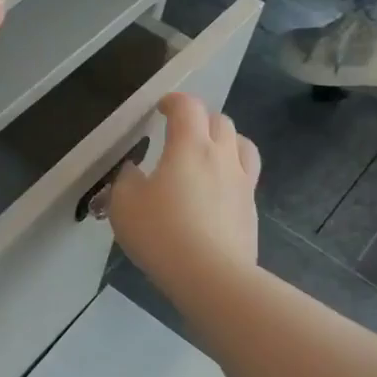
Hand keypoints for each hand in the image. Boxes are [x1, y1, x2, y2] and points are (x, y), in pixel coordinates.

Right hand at [109, 93, 259, 300]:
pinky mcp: (251, 209)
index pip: (188, 107)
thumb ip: (126, 180)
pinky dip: (231, 172)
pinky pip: (245, 176)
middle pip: (219, 120)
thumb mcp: (125, 204)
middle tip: (180, 132)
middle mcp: (222, 156)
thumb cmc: (162, 233)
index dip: (174, 101)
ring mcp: (242, 182)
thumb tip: (134, 171)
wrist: (211, 276)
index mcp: (190, 146)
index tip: (161, 108)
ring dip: (224, 140)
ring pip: (241, 144)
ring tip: (207, 154)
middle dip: (199, 119)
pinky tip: (216, 191)